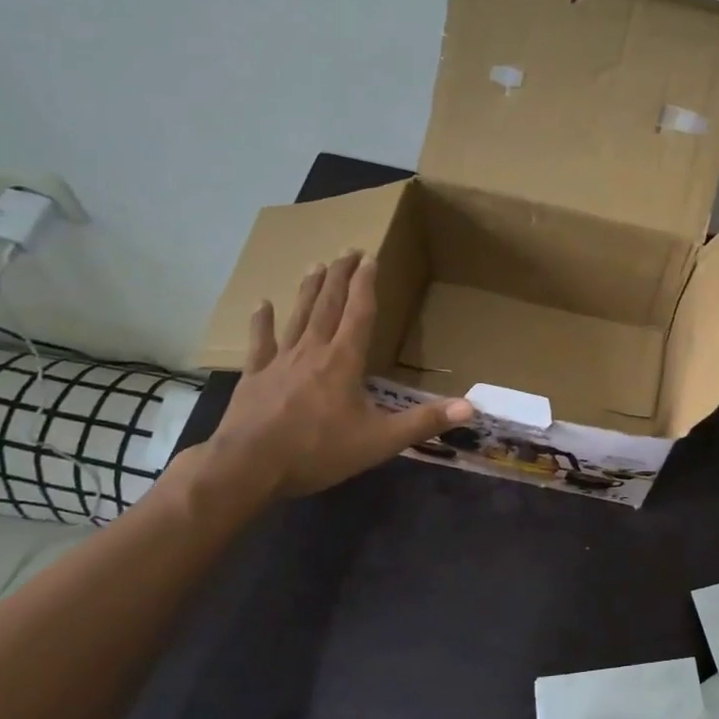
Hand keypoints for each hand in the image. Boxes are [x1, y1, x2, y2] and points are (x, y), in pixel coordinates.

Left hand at [194, 252, 473, 503]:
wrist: (248, 467)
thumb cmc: (318, 451)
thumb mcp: (380, 441)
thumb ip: (424, 422)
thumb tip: (470, 408)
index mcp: (344, 361)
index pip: (359, 313)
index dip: (366, 285)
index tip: (370, 258)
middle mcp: (313, 351)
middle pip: (328, 305)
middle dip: (340, 276)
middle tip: (347, 251)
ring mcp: (280, 361)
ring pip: (298, 316)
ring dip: (309, 290)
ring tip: (315, 265)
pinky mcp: (255, 377)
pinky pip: (260, 343)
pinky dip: (262, 322)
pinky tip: (261, 304)